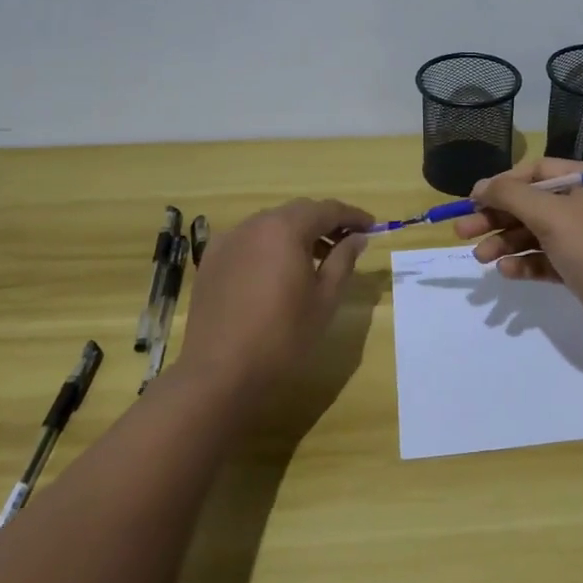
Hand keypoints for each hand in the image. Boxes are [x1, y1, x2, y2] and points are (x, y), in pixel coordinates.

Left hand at [176, 199, 370, 398]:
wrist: (220, 373)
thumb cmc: (283, 336)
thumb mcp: (325, 298)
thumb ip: (343, 260)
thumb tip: (357, 238)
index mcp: (285, 229)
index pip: (327, 210)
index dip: (352, 216)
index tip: (372, 226)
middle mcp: (254, 224)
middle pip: (297, 212)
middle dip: (324, 222)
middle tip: (346, 242)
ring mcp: (228, 241)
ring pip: (270, 225)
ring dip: (296, 234)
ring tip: (315, 259)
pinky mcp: (211, 261)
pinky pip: (248, 241)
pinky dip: (269, 246)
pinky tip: (277, 272)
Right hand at [450, 159, 582, 340]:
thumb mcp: (551, 216)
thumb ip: (511, 195)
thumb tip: (480, 186)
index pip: (536, 171)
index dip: (502, 184)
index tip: (472, 201)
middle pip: (531, 203)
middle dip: (497, 218)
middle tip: (462, 232)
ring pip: (535, 233)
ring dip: (506, 243)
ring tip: (480, 258)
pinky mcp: (582, 265)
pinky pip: (546, 257)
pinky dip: (526, 262)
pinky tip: (506, 272)